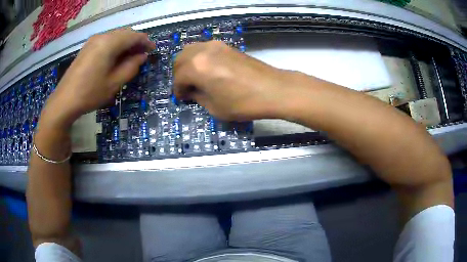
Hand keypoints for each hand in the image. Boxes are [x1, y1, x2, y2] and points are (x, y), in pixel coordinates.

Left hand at [40, 28, 155, 128]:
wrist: (64, 101)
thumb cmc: (90, 93)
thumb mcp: (114, 83)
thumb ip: (131, 67)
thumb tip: (141, 56)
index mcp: (109, 43)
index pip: (134, 36)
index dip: (145, 42)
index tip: (153, 51)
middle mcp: (101, 37)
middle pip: (125, 33)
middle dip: (136, 42)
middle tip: (142, 55)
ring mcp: (93, 41)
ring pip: (116, 36)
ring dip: (125, 44)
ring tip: (131, 58)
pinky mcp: (87, 48)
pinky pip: (106, 41)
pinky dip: (115, 46)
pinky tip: (116, 58)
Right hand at [174, 41, 294, 120]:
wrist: (273, 89)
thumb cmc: (243, 103)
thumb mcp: (214, 107)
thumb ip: (198, 96)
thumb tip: (192, 90)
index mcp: (196, 68)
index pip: (178, 78)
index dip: (178, 91)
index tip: (182, 98)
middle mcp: (203, 51)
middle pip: (180, 59)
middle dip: (179, 74)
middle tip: (186, 87)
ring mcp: (216, 46)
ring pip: (191, 50)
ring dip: (187, 63)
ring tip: (195, 77)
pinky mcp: (227, 46)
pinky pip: (204, 49)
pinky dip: (199, 58)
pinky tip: (206, 70)